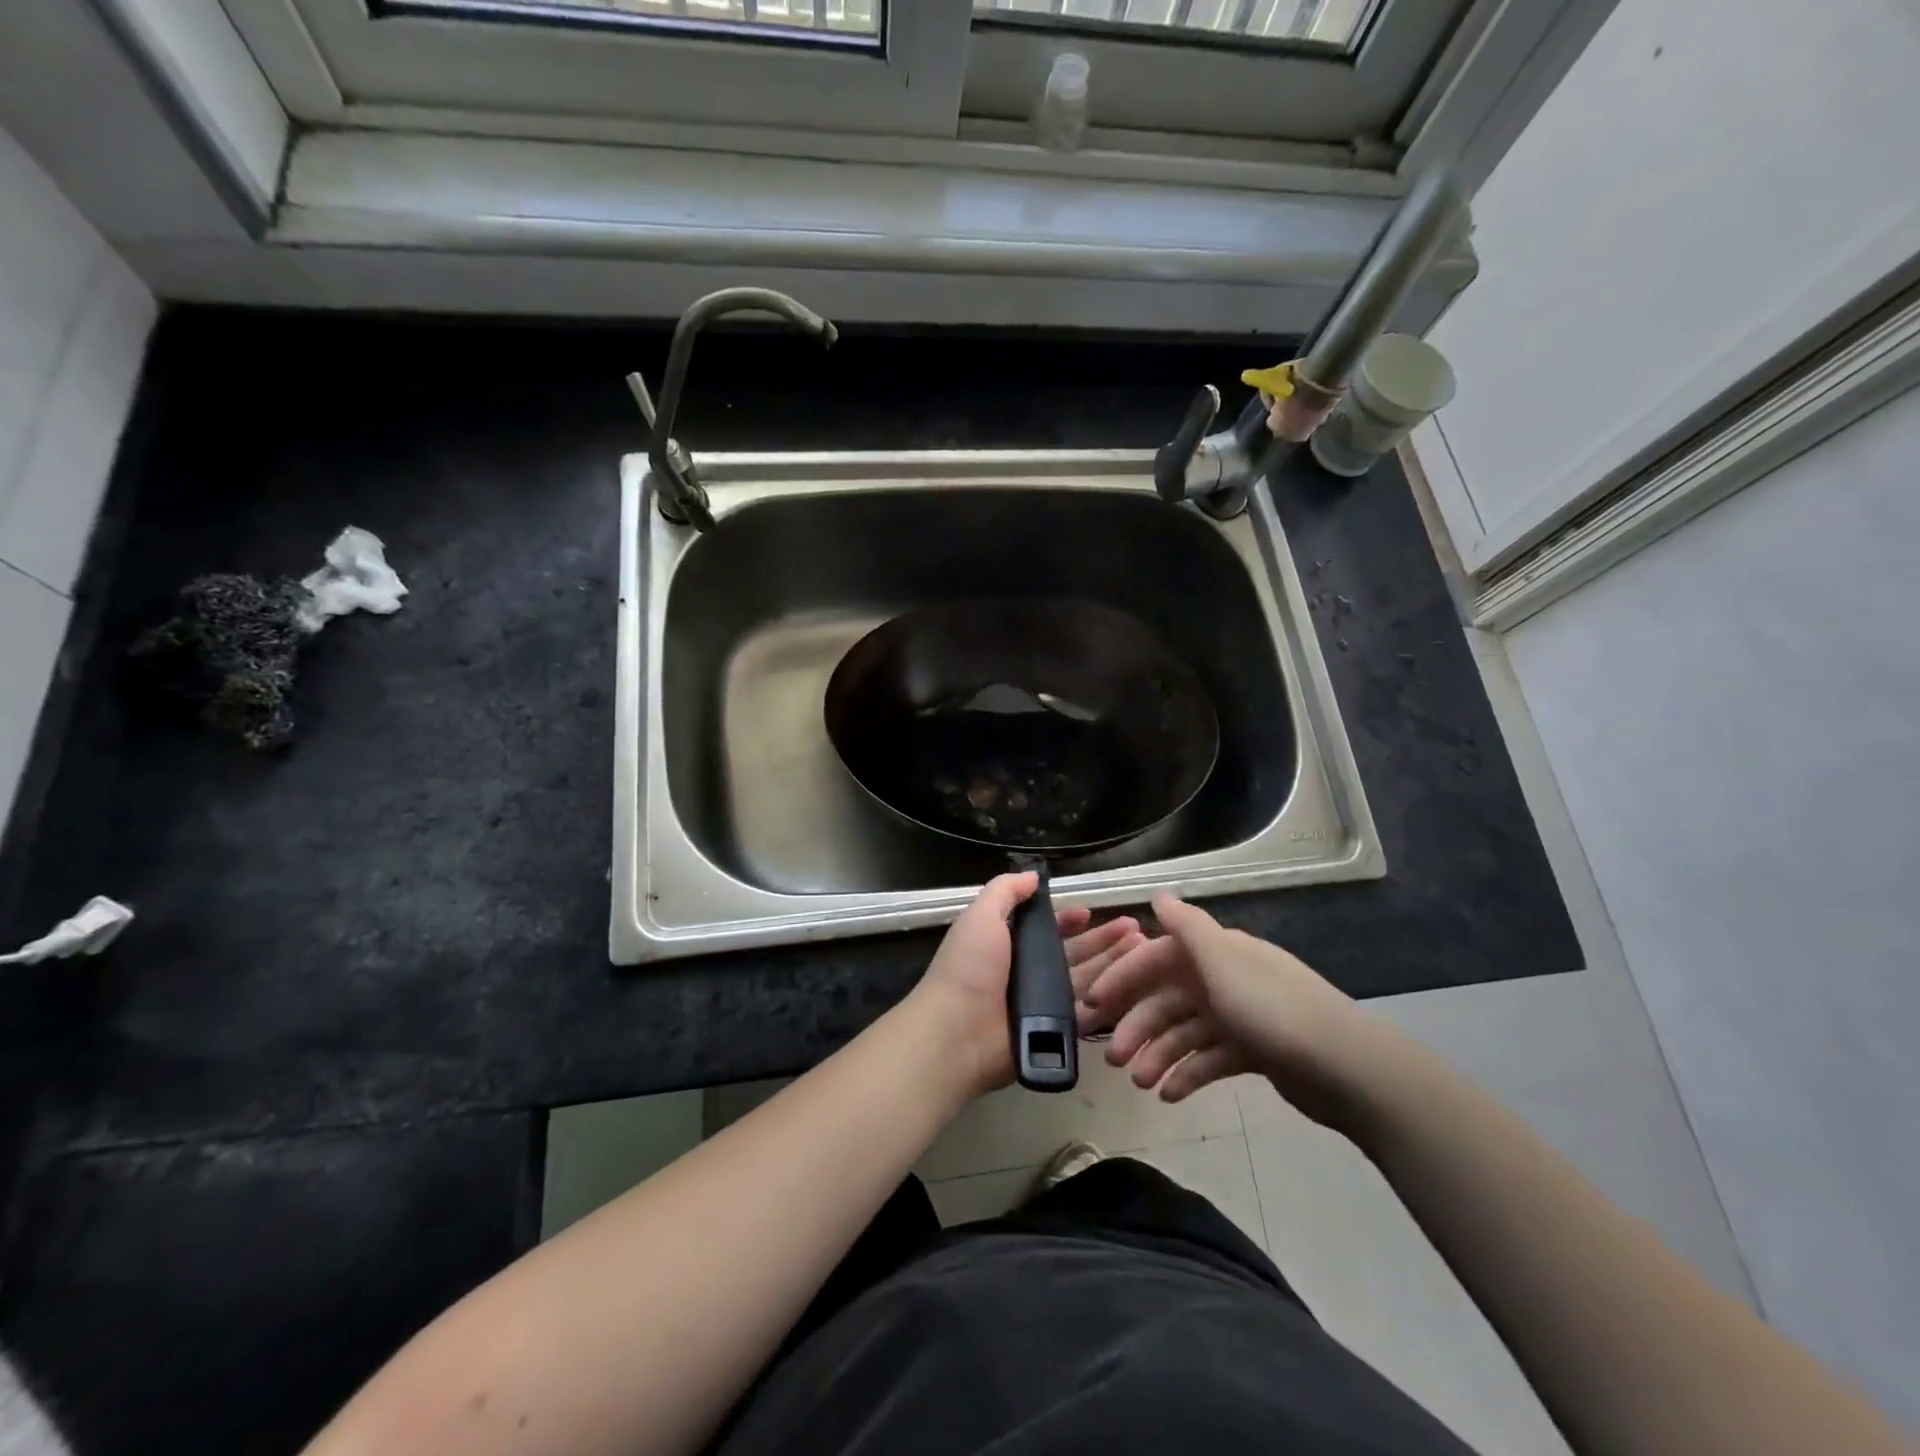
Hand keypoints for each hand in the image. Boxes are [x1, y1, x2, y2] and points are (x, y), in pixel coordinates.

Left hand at [913, 872, 1143, 1099]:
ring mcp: (1043, 1004)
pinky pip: (1088, 1013)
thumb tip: (1033, 876)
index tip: (1092, 911)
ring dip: (1115, 964)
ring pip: (1087, 979)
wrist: (958, 1032)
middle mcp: (1027, 972)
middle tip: (1137, 929)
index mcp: (1008, 944)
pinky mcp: (1055, 1031)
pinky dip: (1111, 999)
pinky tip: (1139, 987)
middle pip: (1073, 953)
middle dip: (1104, 939)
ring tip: (1145, 950)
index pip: (1046, 929)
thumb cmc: (969, 967)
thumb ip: (1005, 891)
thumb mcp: (981, 916)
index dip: (1068, 920)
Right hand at [1080, 891, 1383, 1131]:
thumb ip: (1188, 926)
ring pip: (1185, 1031)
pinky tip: (1171, 1095)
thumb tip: (1158, 894)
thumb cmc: (1273, 1010)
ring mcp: (1239, 1015)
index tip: (1093, 1003)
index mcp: (1216, 952)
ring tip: (1142, 1084)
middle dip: (1139, 1026)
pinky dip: (1189, 1074)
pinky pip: (1209, 1058)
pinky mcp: (1253, 1051)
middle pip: (1168, 998)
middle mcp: (1224, 977)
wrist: (1345, 1068)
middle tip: (1115, 1060)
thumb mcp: (1224, 961)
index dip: (1124, 976)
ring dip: (1160, 1055)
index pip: (1157, 957)